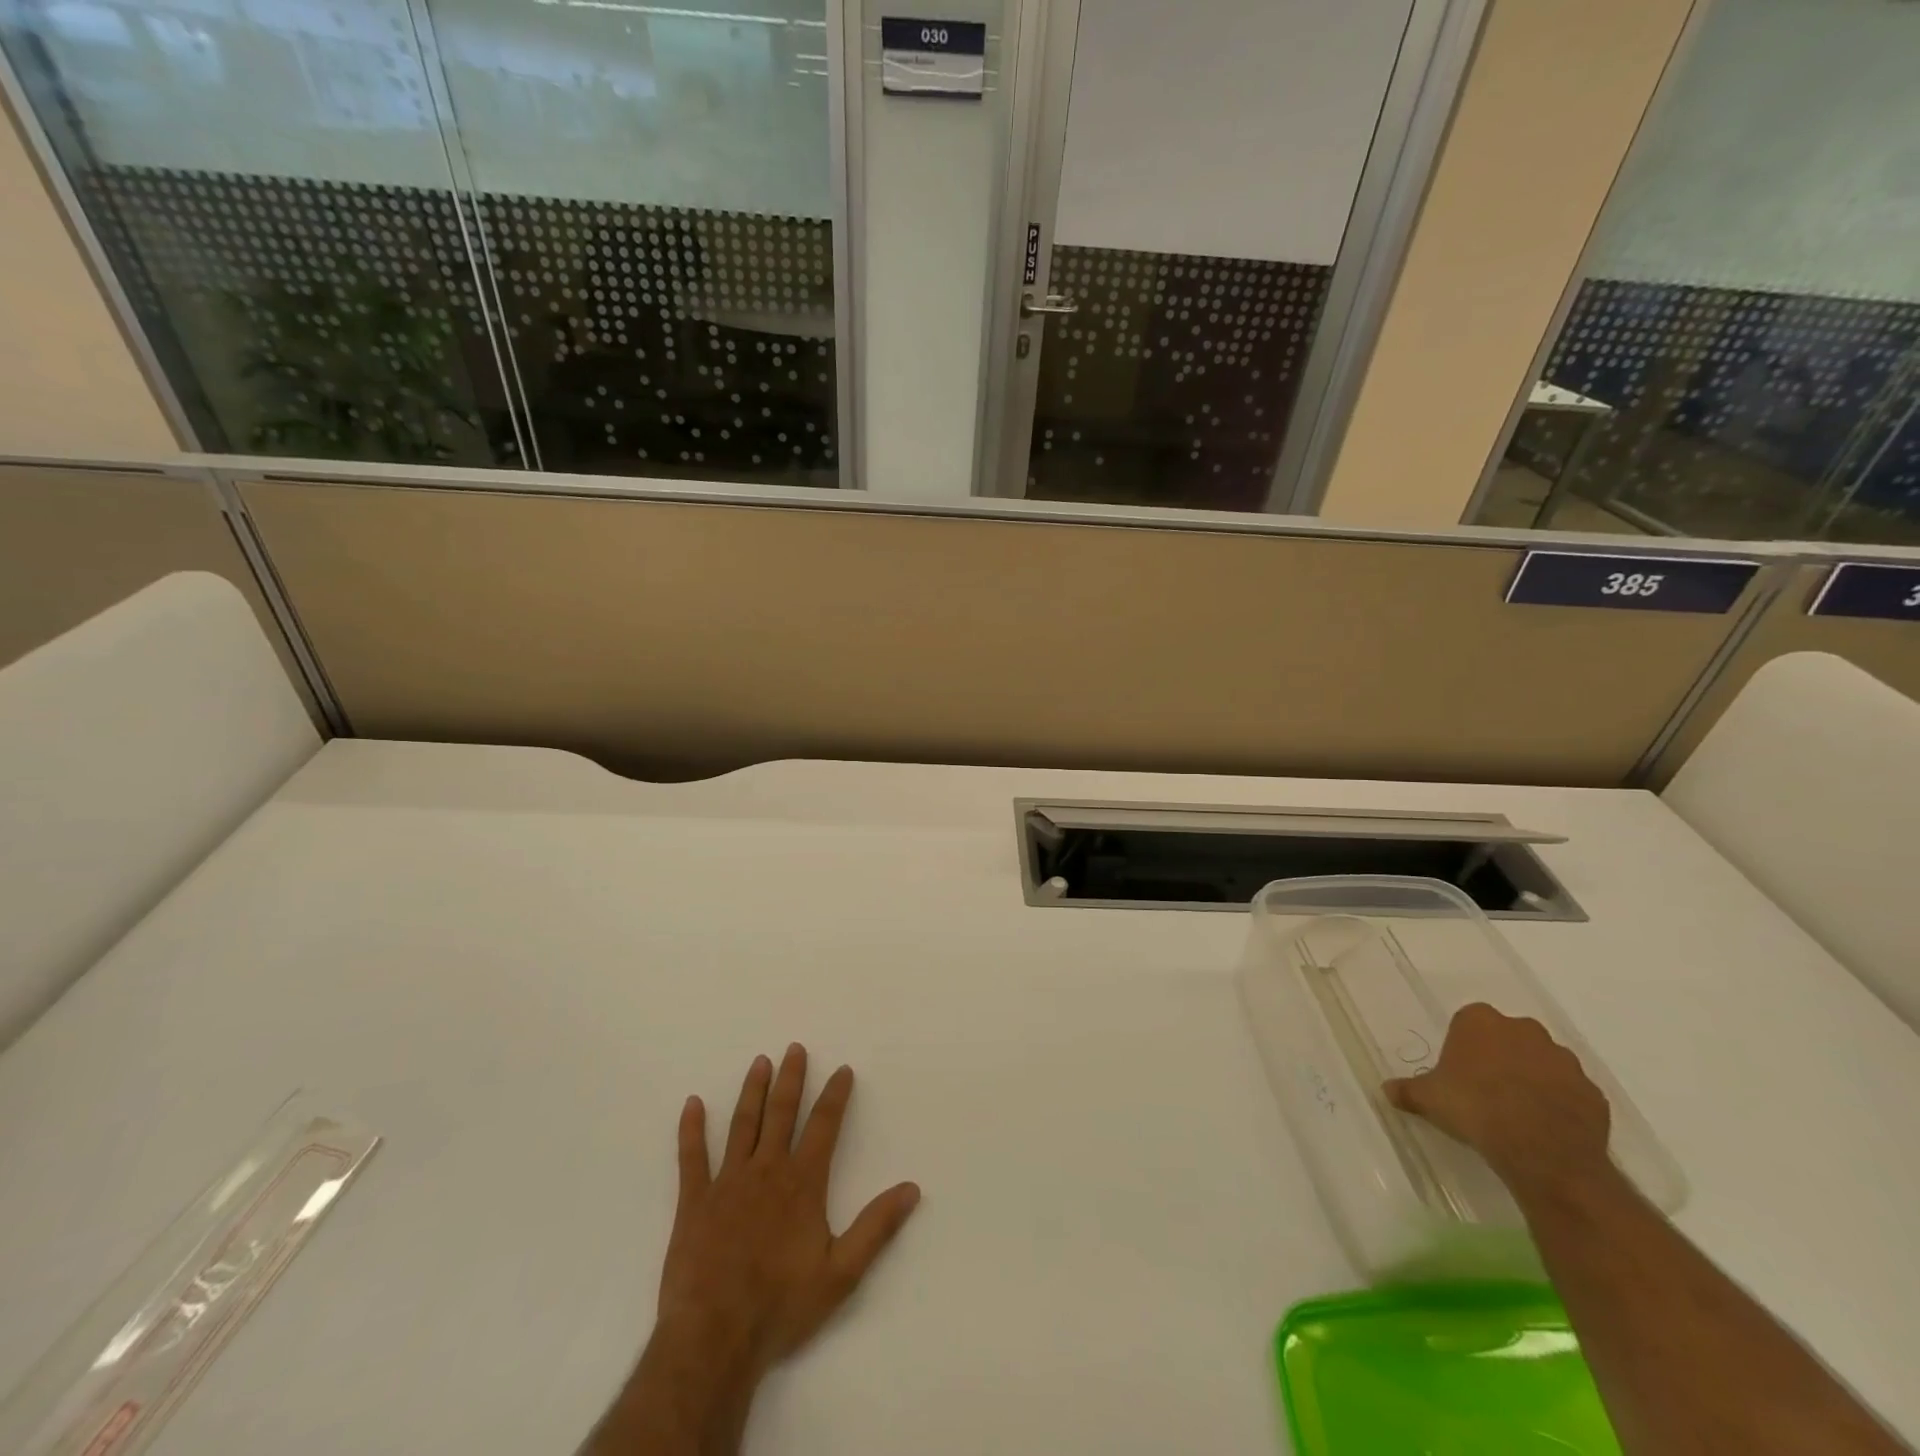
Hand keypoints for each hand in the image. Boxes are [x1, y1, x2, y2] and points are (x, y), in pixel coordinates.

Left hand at [658, 1044, 920, 1383]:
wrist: (714, 1338)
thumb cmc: (781, 1306)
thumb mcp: (841, 1273)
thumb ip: (877, 1227)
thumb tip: (911, 1188)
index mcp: (802, 1183)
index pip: (824, 1126)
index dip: (835, 1095)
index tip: (842, 1069)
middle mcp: (767, 1170)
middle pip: (782, 1113)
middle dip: (791, 1079)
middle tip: (795, 1048)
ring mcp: (727, 1182)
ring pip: (743, 1124)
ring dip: (753, 1091)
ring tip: (760, 1062)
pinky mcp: (694, 1201)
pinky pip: (692, 1157)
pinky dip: (691, 1129)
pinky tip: (692, 1104)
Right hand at [1383, 1003, 1612, 1197]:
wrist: (1542, 1152)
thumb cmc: (1475, 1109)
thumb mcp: (1428, 1099)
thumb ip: (1408, 1090)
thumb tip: (1386, 1090)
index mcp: (1481, 1021)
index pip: (1469, 1022)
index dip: (1463, 1046)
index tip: (1458, 1071)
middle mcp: (1524, 1030)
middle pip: (1509, 1036)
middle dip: (1501, 1056)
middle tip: (1486, 1088)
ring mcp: (1564, 1060)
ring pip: (1544, 1062)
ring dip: (1533, 1078)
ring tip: (1518, 1111)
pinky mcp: (1593, 1092)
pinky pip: (1571, 1092)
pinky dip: (1561, 1103)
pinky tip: (1546, 1127)